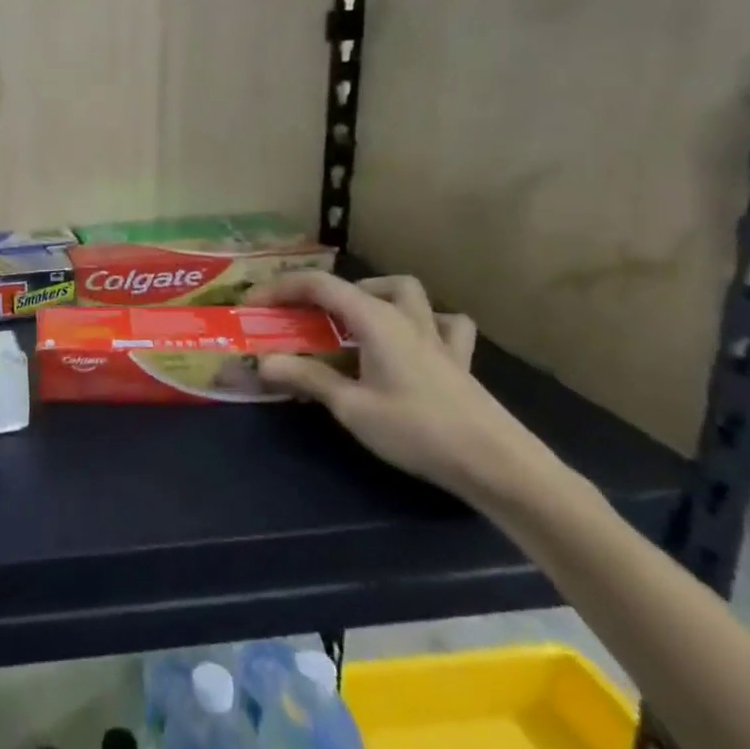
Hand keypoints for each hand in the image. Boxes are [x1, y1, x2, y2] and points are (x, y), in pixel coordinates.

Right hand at [246, 270, 544, 505]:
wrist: (497, 464)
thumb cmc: (417, 430)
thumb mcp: (352, 407)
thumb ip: (307, 378)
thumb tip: (262, 362)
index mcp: (376, 320)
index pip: (320, 285)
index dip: (281, 288)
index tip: (252, 303)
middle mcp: (406, 318)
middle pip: (359, 284)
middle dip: (323, 291)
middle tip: (300, 315)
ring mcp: (437, 338)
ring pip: (408, 293)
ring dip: (375, 295)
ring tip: (353, 318)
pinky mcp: (459, 361)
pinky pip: (445, 325)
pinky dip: (425, 322)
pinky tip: (414, 341)